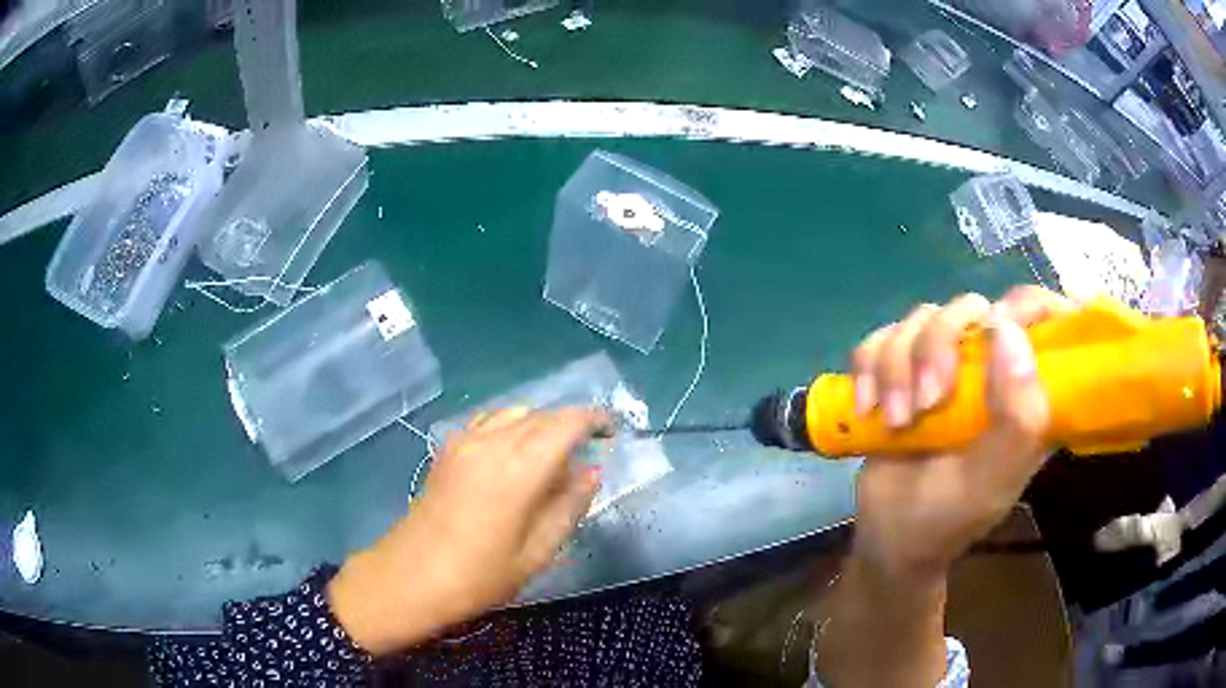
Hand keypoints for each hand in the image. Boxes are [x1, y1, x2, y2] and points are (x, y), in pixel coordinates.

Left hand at [328, 408, 609, 654]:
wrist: (409, 578)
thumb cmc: (478, 576)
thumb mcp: (537, 552)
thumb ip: (569, 506)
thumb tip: (591, 472)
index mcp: (518, 467)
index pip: (566, 422)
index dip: (594, 420)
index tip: (611, 433)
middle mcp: (491, 441)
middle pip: (541, 414)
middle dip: (569, 425)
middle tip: (587, 454)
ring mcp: (464, 441)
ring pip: (515, 413)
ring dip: (540, 425)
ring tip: (552, 458)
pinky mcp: (447, 449)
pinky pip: (490, 423)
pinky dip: (512, 428)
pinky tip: (514, 458)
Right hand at [849, 285, 1073, 577]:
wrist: (886, 537)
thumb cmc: (947, 518)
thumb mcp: (990, 481)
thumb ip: (1017, 417)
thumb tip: (1007, 330)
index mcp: (1026, 391)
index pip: (1043, 316)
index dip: (1025, 305)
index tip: (994, 330)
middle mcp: (989, 367)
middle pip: (969, 308)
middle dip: (938, 347)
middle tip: (927, 402)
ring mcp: (944, 365)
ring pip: (921, 319)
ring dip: (897, 366)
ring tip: (895, 421)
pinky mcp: (901, 369)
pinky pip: (880, 337)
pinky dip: (868, 368)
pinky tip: (866, 407)